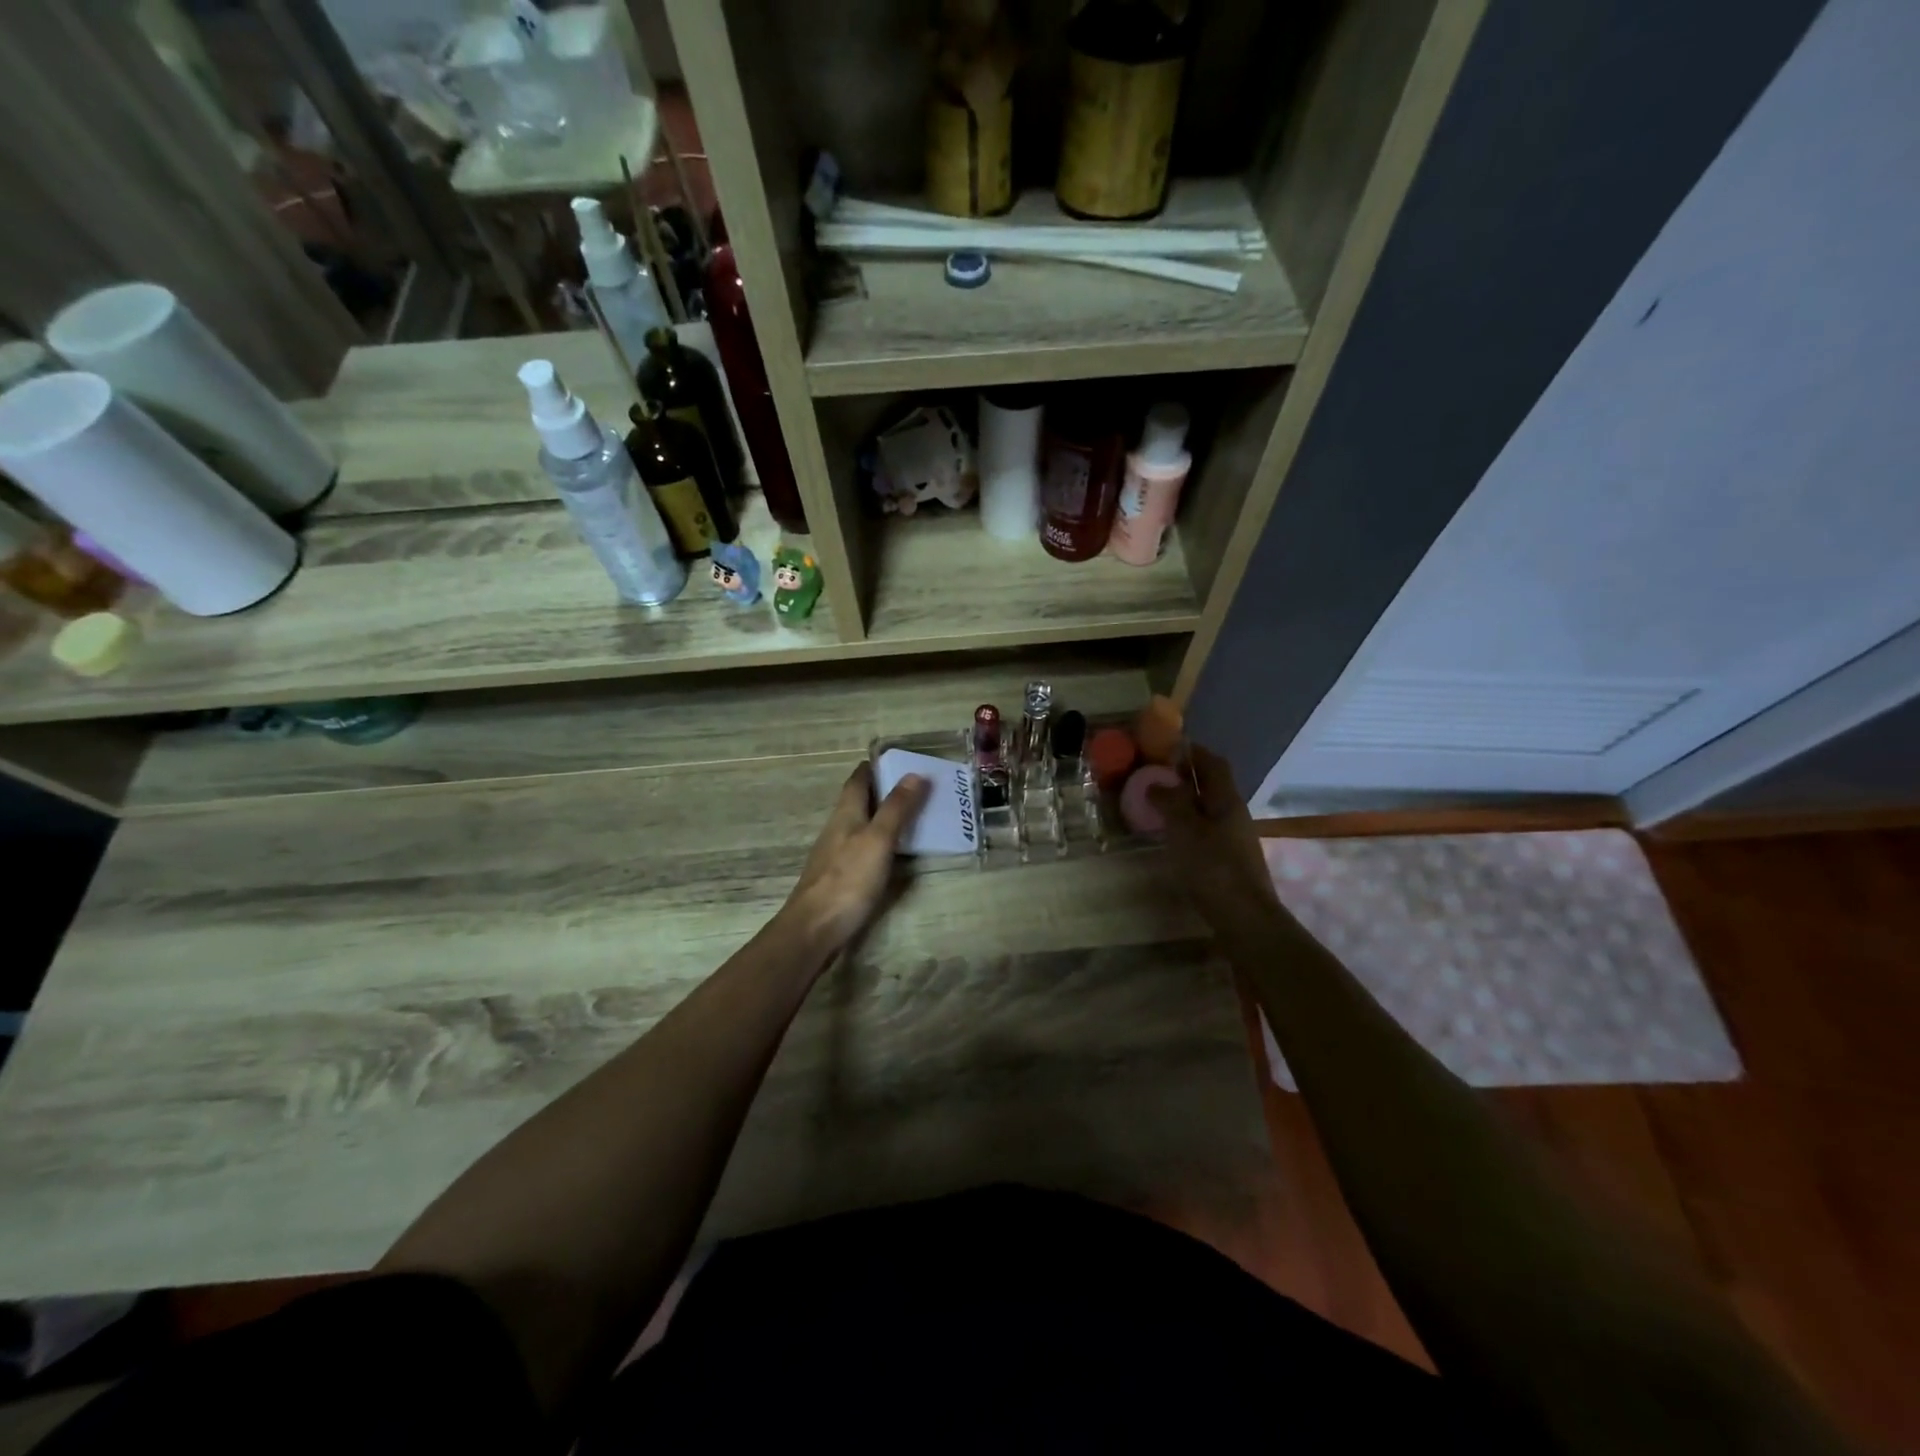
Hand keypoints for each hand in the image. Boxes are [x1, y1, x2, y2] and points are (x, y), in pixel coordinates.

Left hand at [783, 762, 930, 955]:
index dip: (875, 766)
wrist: (814, 929)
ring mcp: (836, 854)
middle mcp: (838, 828)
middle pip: (859, 800)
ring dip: (883, 816)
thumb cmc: (848, 880)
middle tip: (916, 787)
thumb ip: (896, 808)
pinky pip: (862, 848)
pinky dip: (880, 842)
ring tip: (913, 816)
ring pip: (861, 824)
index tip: (899, 759)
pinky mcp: (839, 877)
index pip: (858, 779)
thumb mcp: (879, 840)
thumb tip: (914, 774)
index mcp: (846, 813)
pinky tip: (894, 852)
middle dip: (884, 790)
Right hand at [1147, 744, 1279, 930]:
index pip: (1213, 763)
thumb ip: (1170, 802)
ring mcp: (1234, 838)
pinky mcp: (1229, 860)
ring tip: (1157, 805)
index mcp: (1226, 800)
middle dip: (1186, 777)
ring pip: (1208, 809)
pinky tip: (1172, 836)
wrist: (1245, 918)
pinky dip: (1188, 825)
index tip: (1168, 747)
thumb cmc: (1213, 867)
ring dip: (1185, 802)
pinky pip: (1206, 830)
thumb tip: (1156, 782)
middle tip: (1155, 776)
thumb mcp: (1185, 830)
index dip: (1193, 752)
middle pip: (1212, 786)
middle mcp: (1234, 814)